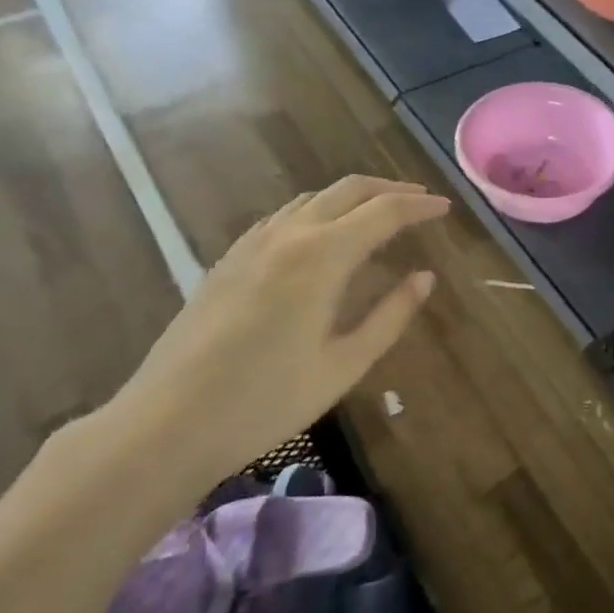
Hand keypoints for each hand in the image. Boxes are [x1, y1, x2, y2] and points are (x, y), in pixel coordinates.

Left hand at [101, 175, 448, 492]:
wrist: (168, 423)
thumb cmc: (267, 400)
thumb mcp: (344, 364)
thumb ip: (390, 315)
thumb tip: (424, 277)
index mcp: (321, 256)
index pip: (383, 212)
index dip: (419, 206)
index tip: (446, 209)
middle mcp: (288, 234)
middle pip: (348, 190)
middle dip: (390, 189)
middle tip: (420, 202)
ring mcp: (252, 243)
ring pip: (313, 198)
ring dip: (353, 197)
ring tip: (379, 214)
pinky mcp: (229, 258)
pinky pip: (284, 215)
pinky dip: (318, 210)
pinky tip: (323, 236)